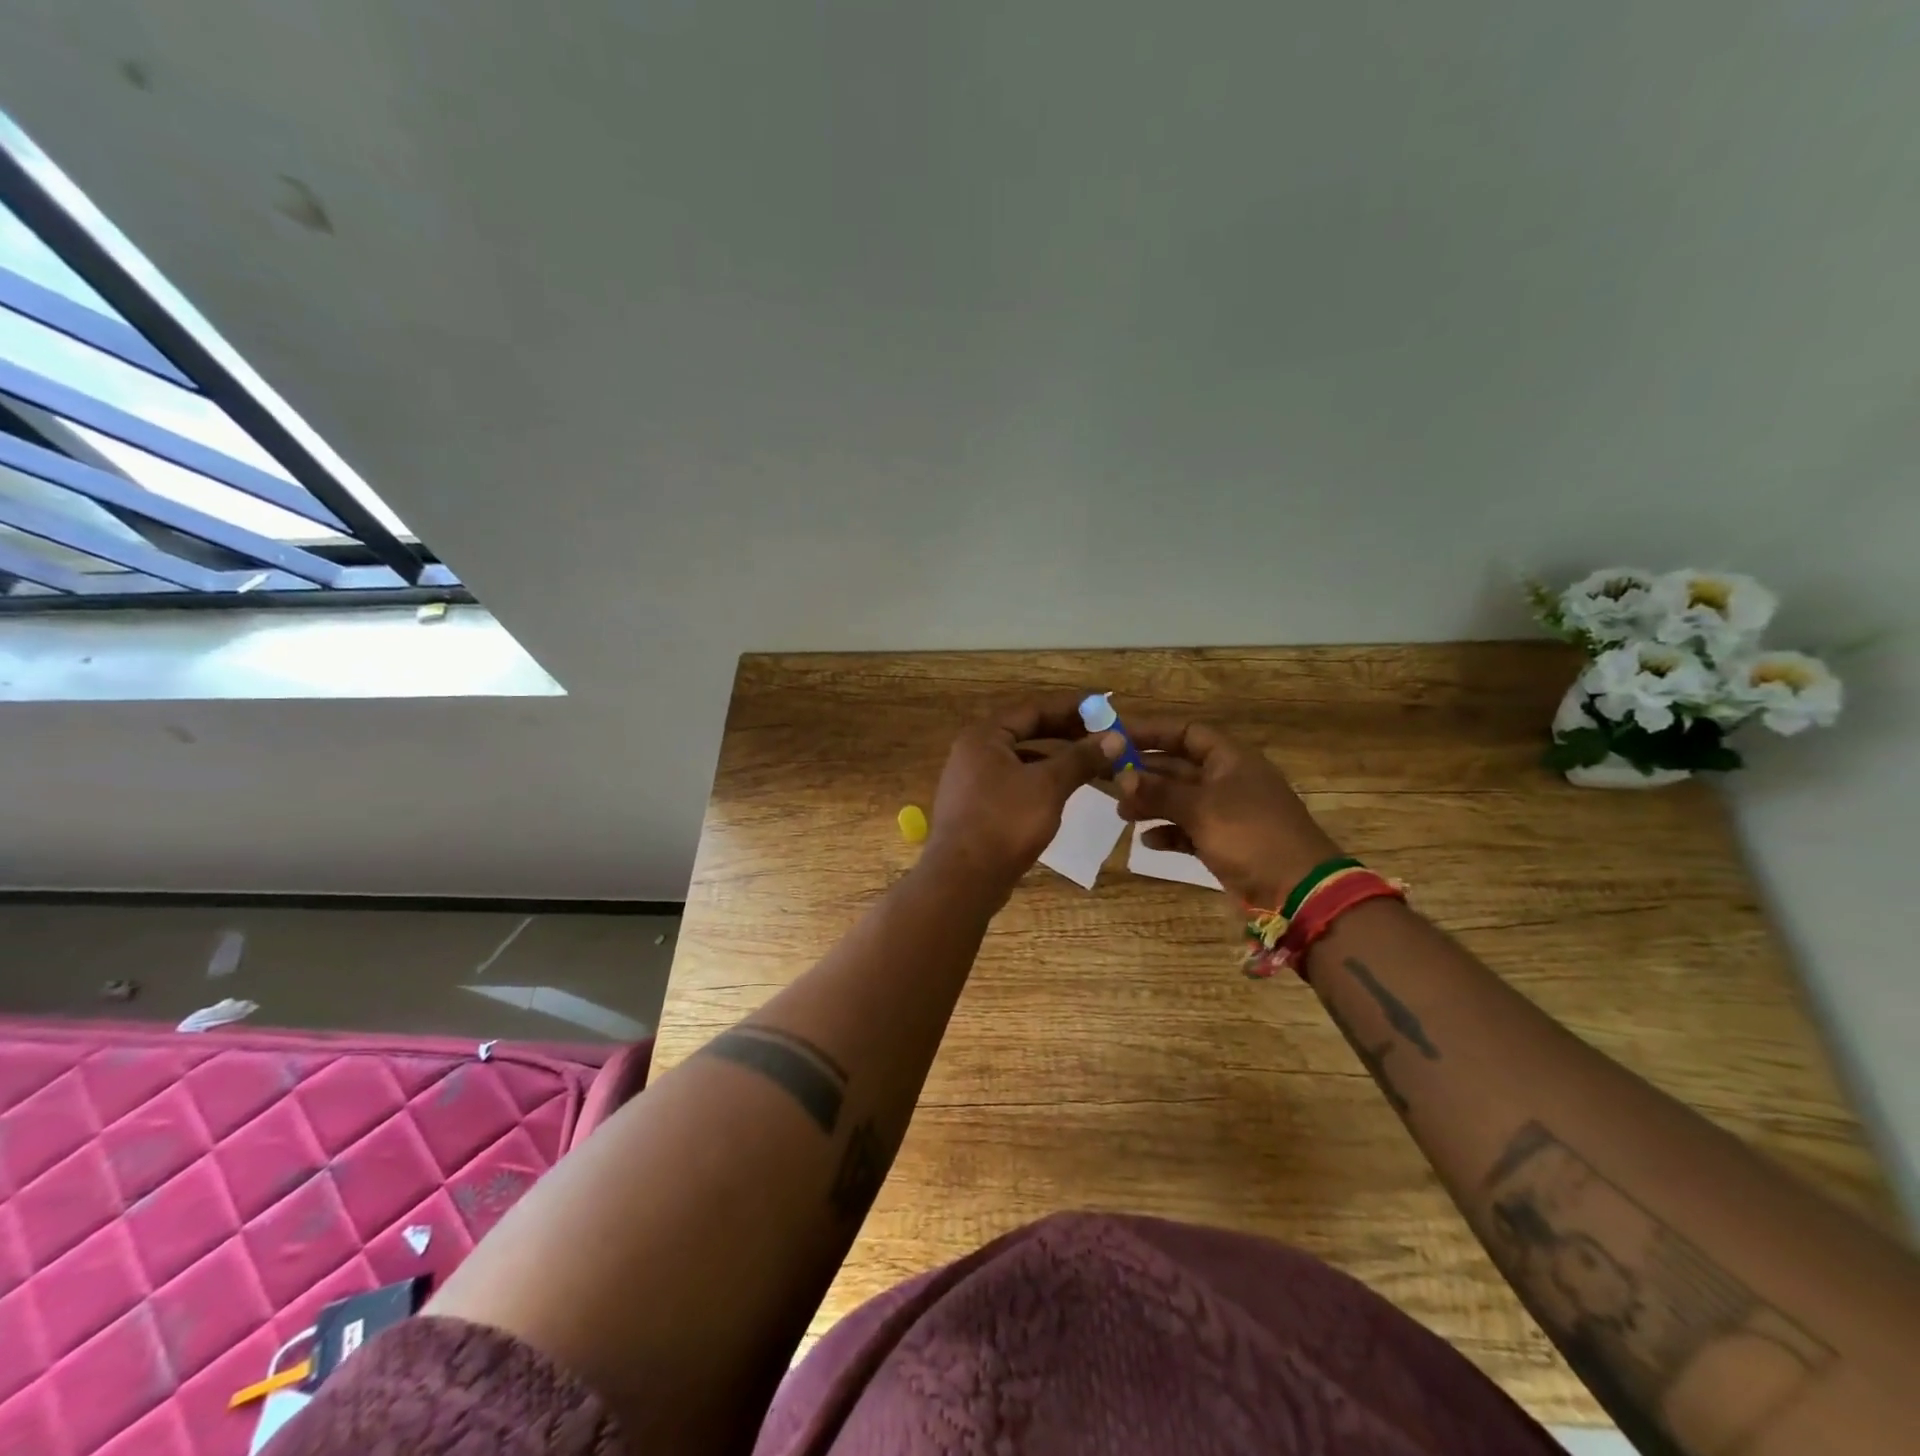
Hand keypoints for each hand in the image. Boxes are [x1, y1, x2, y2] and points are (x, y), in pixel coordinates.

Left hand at [925, 698, 1117, 897]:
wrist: (963, 880)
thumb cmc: (1005, 822)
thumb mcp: (1048, 786)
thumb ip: (1080, 758)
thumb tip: (1115, 737)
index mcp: (984, 737)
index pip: (1032, 710)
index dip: (1070, 708)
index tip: (1103, 708)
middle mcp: (973, 753)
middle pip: (1025, 733)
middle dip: (1065, 734)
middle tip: (1103, 735)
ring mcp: (972, 782)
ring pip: (1021, 761)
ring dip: (1055, 759)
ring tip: (1091, 764)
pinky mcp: (977, 809)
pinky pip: (1015, 784)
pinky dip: (1041, 782)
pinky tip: (1064, 792)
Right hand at [1110, 719, 1341, 905]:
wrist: (1298, 890)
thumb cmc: (1250, 835)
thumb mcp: (1201, 809)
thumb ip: (1159, 792)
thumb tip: (1121, 777)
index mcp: (1231, 759)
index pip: (1186, 733)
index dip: (1152, 732)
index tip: (1117, 738)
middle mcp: (1228, 780)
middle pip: (1179, 766)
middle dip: (1145, 772)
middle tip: (1108, 778)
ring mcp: (1227, 813)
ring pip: (1180, 800)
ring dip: (1151, 803)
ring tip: (1121, 813)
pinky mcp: (1224, 843)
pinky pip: (1189, 830)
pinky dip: (1168, 832)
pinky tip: (1147, 841)